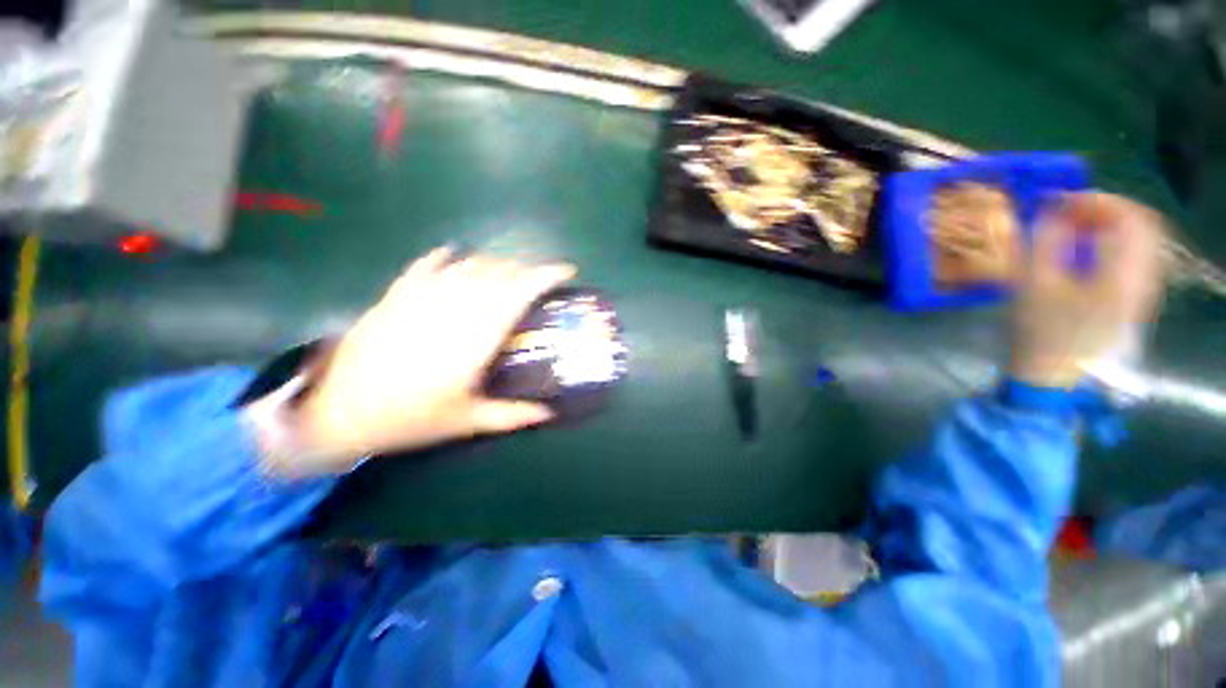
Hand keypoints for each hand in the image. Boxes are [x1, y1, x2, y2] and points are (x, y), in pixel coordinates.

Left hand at [296, 248, 575, 468]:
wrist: (336, 414)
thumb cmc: (408, 419)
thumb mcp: (466, 421)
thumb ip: (512, 415)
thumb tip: (549, 414)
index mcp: (476, 338)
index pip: (518, 292)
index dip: (545, 276)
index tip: (566, 271)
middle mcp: (453, 309)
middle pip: (498, 273)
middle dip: (525, 270)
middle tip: (537, 281)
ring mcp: (421, 298)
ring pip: (468, 266)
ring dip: (494, 265)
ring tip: (504, 274)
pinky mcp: (394, 296)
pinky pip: (425, 265)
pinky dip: (445, 257)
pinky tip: (454, 256)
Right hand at [1010, 193, 1164, 388]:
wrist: (1051, 377)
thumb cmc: (1041, 332)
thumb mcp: (1035, 283)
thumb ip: (1047, 240)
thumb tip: (1053, 209)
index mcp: (1126, 274)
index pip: (1132, 217)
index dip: (1099, 200)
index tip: (1063, 201)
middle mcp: (1144, 279)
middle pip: (1142, 226)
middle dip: (1105, 211)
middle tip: (1069, 212)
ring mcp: (1141, 291)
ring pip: (1138, 242)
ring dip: (1108, 227)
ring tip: (1073, 229)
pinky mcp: (1131, 301)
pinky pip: (1132, 258)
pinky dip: (1111, 245)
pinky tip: (1084, 251)